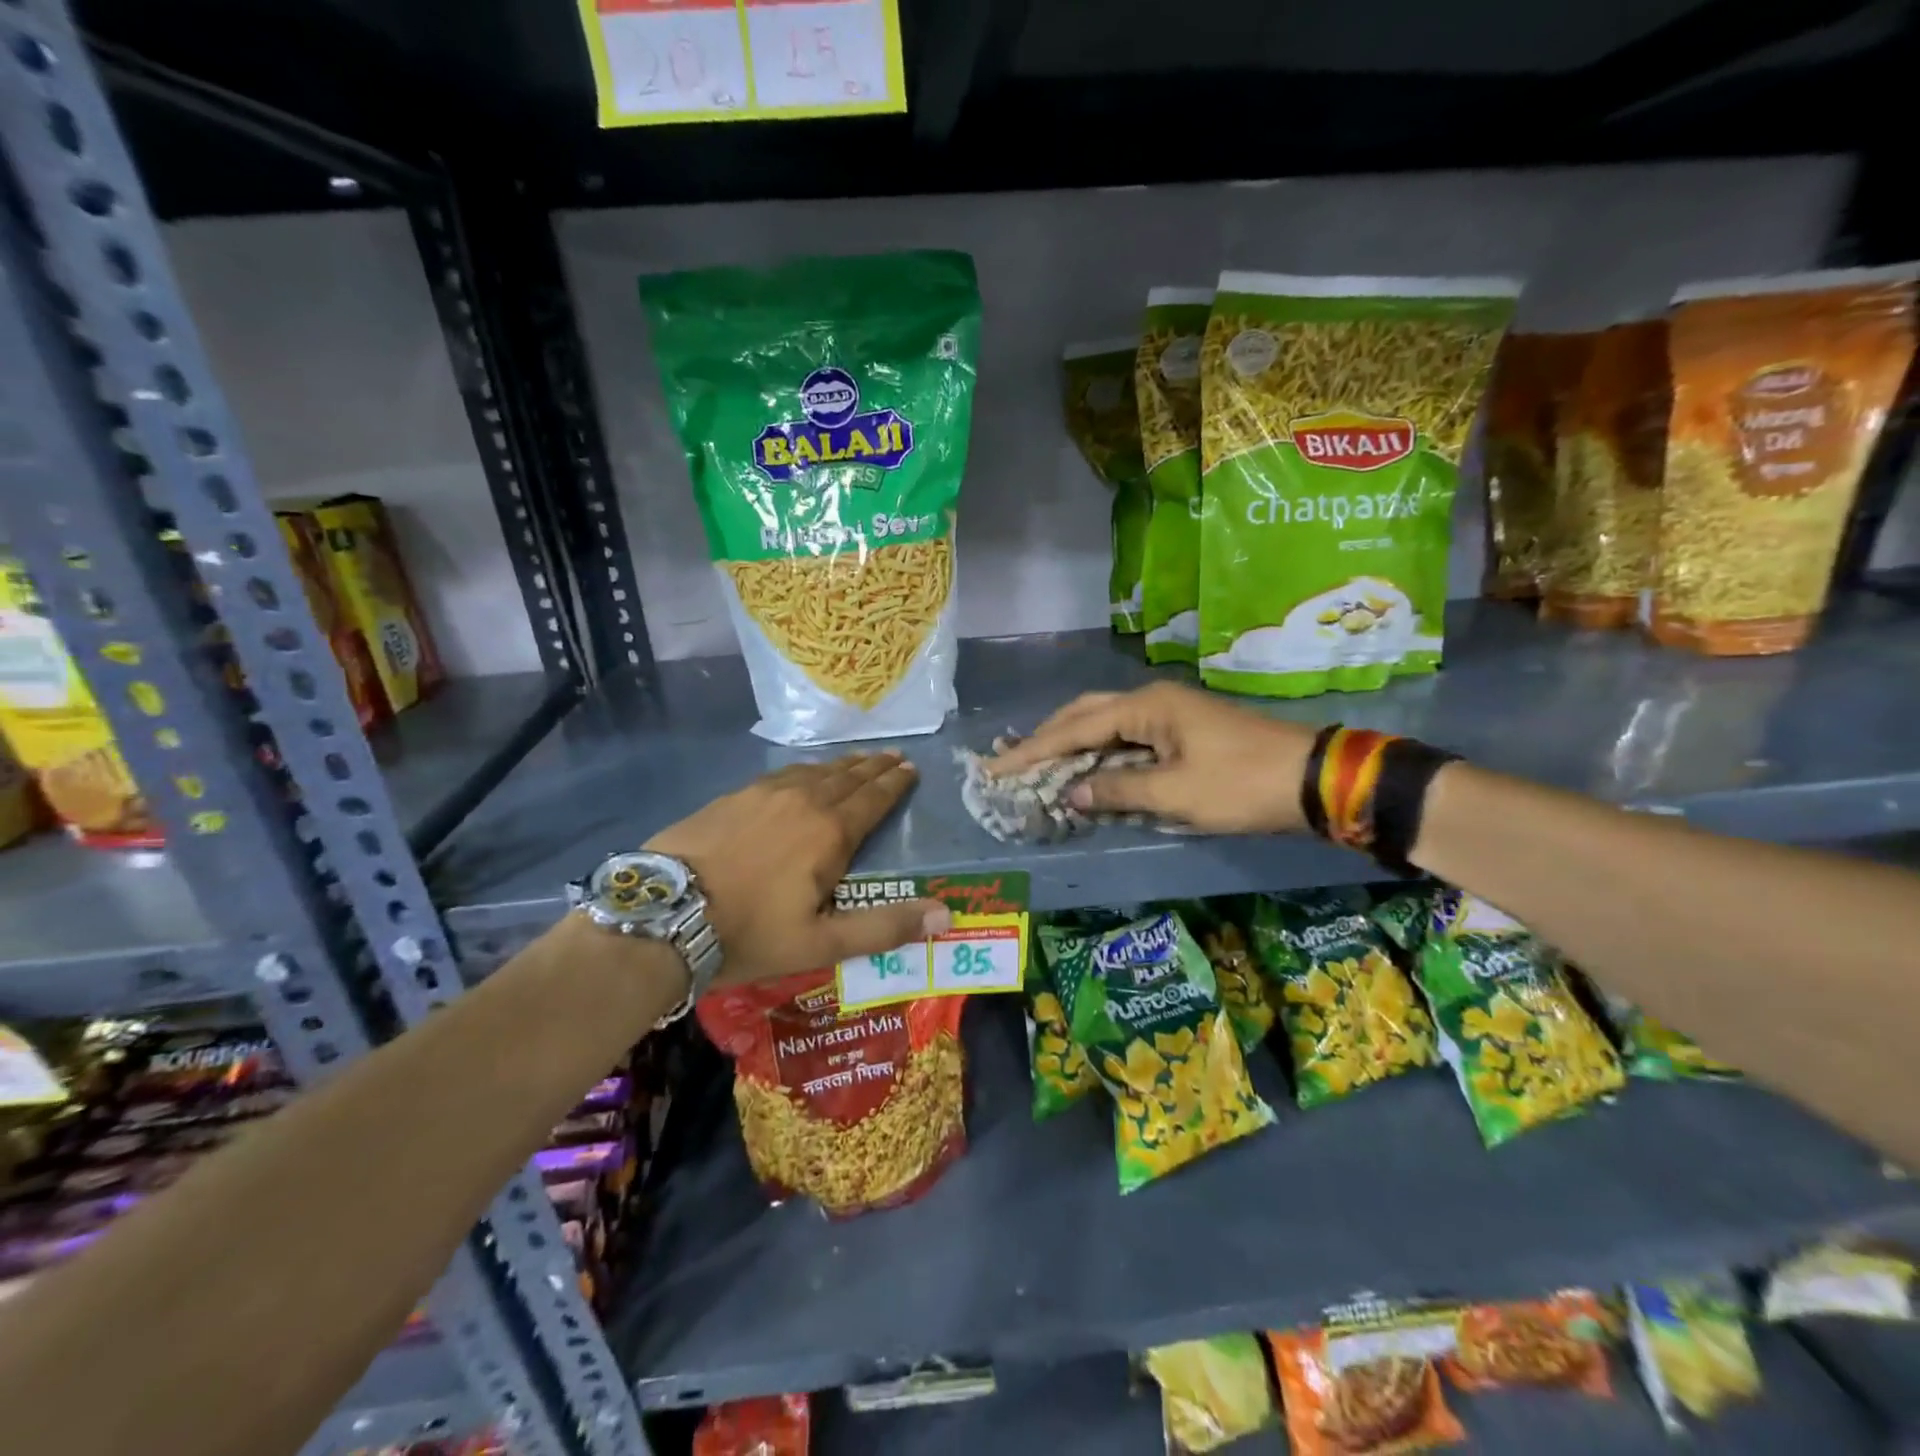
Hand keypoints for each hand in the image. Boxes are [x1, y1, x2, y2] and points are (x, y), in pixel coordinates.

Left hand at [646, 751, 949, 986]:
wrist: (663, 915)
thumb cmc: (749, 933)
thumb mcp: (822, 943)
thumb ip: (884, 927)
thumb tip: (945, 915)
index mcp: (830, 832)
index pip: (873, 799)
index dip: (895, 783)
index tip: (911, 768)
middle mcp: (803, 801)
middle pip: (847, 777)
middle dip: (874, 767)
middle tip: (893, 756)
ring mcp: (764, 794)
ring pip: (814, 771)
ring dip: (842, 765)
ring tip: (858, 759)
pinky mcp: (733, 796)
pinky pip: (782, 774)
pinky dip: (805, 770)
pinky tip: (802, 773)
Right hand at [986, 682, 1316, 833]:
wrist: (1312, 779)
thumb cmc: (1240, 785)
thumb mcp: (1175, 794)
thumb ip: (1116, 791)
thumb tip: (1070, 794)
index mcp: (1146, 707)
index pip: (1075, 728)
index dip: (1033, 751)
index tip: (996, 768)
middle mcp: (1152, 701)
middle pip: (1085, 714)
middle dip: (1047, 739)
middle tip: (1012, 762)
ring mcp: (1169, 714)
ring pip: (1106, 724)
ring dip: (1072, 744)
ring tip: (1039, 765)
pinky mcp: (1182, 731)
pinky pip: (1127, 737)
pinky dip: (1101, 753)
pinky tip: (1088, 770)